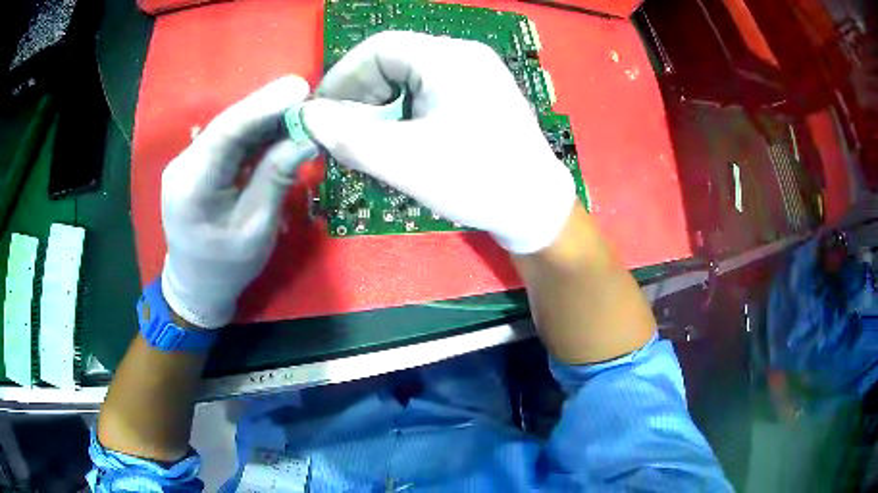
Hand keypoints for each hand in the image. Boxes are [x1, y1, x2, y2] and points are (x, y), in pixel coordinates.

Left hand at [161, 76, 311, 327]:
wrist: (196, 285)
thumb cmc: (227, 268)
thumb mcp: (256, 228)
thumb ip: (276, 179)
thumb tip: (307, 139)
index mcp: (191, 186)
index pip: (226, 133)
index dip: (262, 107)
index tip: (300, 88)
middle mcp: (183, 165)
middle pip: (228, 125)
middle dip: (268, 107)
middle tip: (307, 95)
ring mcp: (186, 162)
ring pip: (229, 128)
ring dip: (264, 117)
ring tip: (299, 109)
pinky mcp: (195, 163)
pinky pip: (227, 140)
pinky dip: (254, 133)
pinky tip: (277, 128)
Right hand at [302, 31, 575, 253]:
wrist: (536, 208)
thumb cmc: (477, 180)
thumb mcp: (406, 161)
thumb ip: (349, 136)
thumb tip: (307, 116)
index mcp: (449, 57)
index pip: (379, 48)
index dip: (342, 77)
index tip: (321, 112)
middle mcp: (464, 56)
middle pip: (394, 62)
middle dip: (361, 96)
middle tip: (343, 132)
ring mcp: (476, 75)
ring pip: (409, 79)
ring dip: (381, 108)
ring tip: (369, 142)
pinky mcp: (480, 96)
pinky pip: (429, 93)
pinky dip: (404, 113)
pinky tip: (400, 141)